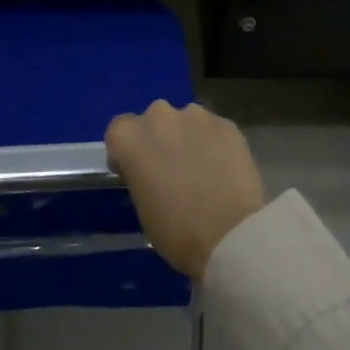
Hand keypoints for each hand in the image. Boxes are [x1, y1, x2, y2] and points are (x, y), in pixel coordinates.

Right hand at [106, 100, 264, 279]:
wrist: (230, 233)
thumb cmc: (176, 229)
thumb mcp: (141, 207)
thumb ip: (140, 176)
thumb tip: (152, 172)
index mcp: (129, 137)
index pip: (119, 131)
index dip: (128, 152)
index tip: (138, 172)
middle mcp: (160, 116)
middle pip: (154, 120)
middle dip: (160, 139)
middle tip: (171, 168)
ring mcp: (196, 116)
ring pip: (186, 120)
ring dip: (188, 137)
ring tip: (202, 167)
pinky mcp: (227, 123)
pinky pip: (213, 129)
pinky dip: (214, 143)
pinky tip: (224, 168)